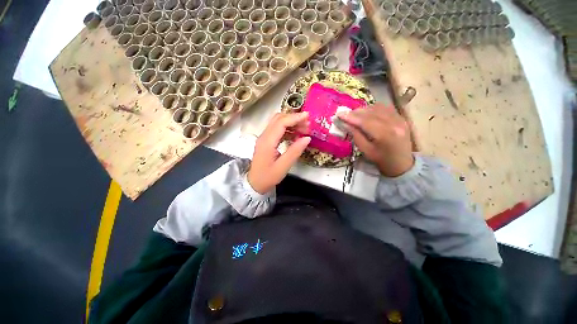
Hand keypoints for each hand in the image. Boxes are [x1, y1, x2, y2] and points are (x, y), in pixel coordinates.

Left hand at [248, 112, 310, 193]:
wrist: (254, 183)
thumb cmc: (268, 177)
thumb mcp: (283, 167)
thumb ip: (295, 151)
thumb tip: (307, 138)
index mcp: (267, 142)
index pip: (281, 123)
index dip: (294, 118)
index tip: (307, 117)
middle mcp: (264, 136)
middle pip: (278, 119)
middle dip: (293, 118)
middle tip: (307, 124)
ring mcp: (264, 138)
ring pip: (277, 122)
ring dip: (291, 123)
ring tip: (304, 129)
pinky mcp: (266, 141)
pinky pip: (277, 129)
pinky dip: (287, 129)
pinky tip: (295, 135)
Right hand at [338, 103, 413, 176]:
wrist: (401, 163)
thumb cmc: (381, 159)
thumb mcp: (365, 150)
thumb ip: (355, 135)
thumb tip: (345, 123)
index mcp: (385, 135)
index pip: (365, 121)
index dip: (351, 117)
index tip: (339, 114)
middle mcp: (394, 123)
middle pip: (371, 112)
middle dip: (356, 112)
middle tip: (345, 115)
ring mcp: (400, 119)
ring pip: (378, 107)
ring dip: (364, 110)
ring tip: (355, 115)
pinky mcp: (401, 117)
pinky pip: (385, 108)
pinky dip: (373, 109)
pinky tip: (367, 113)